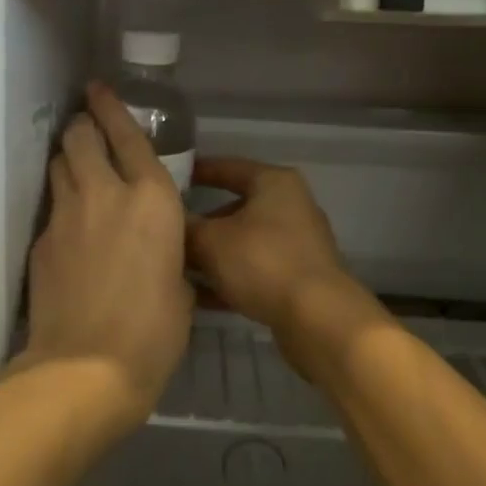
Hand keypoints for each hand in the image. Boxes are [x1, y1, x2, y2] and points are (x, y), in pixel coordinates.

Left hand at [17, 83, 193, 428]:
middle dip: (82, 125)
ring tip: (76, 165)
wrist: (87, 367)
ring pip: (59, 164)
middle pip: (80, 136)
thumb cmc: (153, 332)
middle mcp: (106, 193)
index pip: (128, 135)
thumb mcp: (180, 287)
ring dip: (68, 158)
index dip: (112, 107)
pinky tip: (70, 223)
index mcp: (152, 200)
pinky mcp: (41, 240)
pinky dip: (61, 203)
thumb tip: (157, 252)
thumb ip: (169, 253)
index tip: (99, 89)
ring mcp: (66, 214)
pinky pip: (51, 206)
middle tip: (86, 128)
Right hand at [186, 158, 382, 380]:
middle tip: (169, 232)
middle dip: (202, 223)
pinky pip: (255, 271)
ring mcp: (298, 244)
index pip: (228, 167)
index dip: (197, 172)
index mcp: (274, 183)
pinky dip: (230, 279)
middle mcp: (291, 207)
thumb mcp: (210, 241)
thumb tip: (168, 222)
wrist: (317, 318)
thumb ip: (185, 227)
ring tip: (178, 268)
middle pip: (236, 208)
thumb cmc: (262, 262)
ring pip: (244, 243)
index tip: (168, 180)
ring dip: (213, 255)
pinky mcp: (299, 278)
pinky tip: (200, 298)